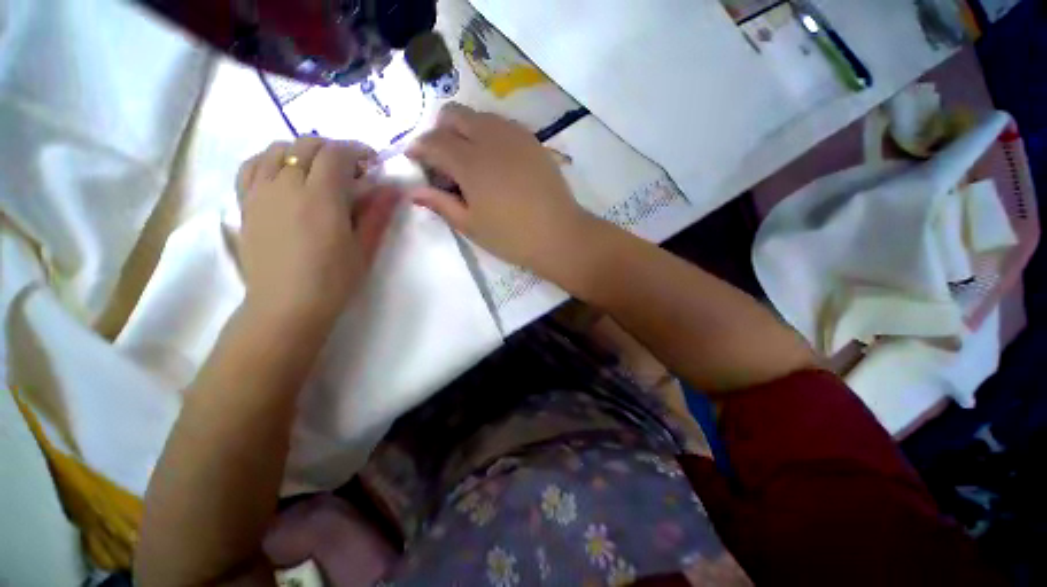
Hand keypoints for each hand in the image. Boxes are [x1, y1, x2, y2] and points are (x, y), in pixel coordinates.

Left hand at [236, 136, 399, 328]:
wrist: (286, 306)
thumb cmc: (333, 280)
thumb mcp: (364, 248)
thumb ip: (377, 214)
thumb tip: (393, 189)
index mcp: (321, 197)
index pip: (336, 153)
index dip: (356, 150)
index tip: (371, 161)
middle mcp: (286, 185)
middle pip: (307, 145)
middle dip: (333, 149)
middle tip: (351, 169)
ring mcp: (260, 192)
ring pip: (277, 150)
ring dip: (302, 151)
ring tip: (318, 170)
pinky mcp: (245, 204)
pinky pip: (252, 166)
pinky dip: (270, 159)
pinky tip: (284, 174)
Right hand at [406, 103, 596, 278]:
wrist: (559, 235)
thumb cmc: (511, 237)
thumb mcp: (471, 226)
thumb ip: (441, 204)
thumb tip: (413, 191)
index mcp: (470, 163)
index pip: (434, 141)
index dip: (419, 148)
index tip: (416, 160)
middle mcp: (490, 138)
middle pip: (454, 114)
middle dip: (440, 131)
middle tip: (443, 159)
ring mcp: (515, 136)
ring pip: (479, 115)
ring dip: (465, 130)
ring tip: (471, 160)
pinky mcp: (533, 141)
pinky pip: (502, 124)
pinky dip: (489, 133)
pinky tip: (496, 159)